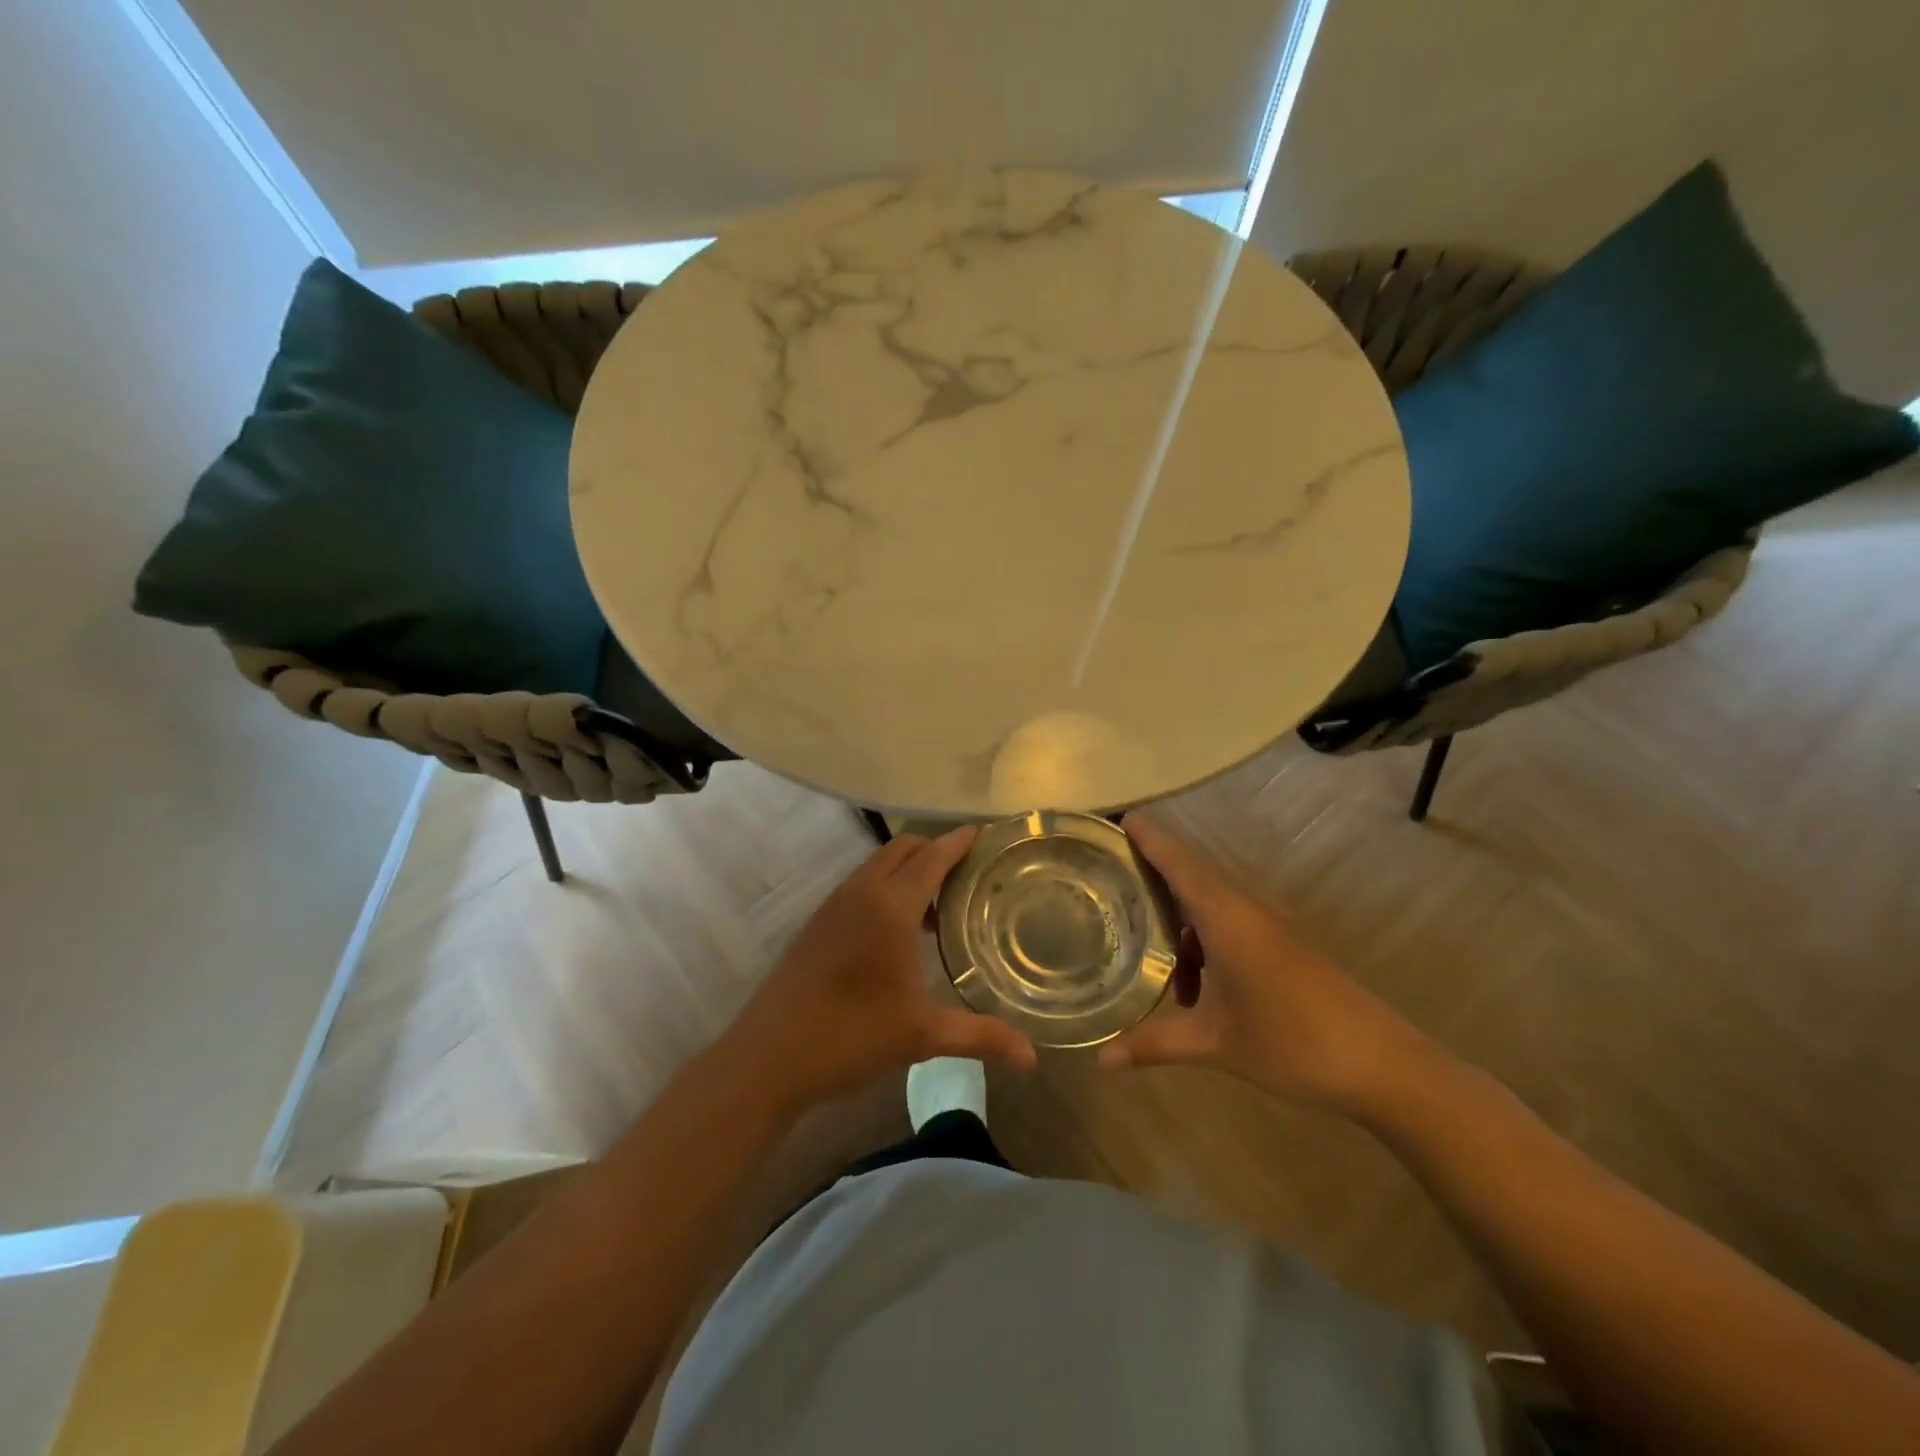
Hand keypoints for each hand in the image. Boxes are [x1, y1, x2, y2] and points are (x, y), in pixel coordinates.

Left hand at [720, 828, 1038, 1116]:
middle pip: (903, 849)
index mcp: (890, 906)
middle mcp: (861, 892)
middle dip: (935, 849)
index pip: (932, 857)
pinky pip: (859, 885)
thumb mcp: (921, 1035)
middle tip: (968, 872)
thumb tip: (1032, 1056)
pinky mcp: (817, 922)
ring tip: (938, 903)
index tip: (984, 833)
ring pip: (877, 865)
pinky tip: (897, 930)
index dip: (958, 842)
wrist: (768, 1056)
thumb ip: (980, 1036)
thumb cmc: (850, 1036)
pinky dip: (885, 886)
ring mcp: (833, 905)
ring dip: (908, 869)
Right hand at [1098, 817, 1427, 1113]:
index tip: (1119, 818)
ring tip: (1147, 955)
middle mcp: (1246, 908)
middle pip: (1191, 875)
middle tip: (1110, 880)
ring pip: (1210, 903)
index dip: (1148, 837)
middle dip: (1153, 875)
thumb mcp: (1214, 1043)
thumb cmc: (1291, 1042)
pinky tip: (1195, 989)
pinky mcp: (1285, 943)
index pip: (1178, 860)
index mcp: (1226, 915)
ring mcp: (1270, 924)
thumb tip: (1099, 1061)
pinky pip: (1230, 923)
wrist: (1382, 1065)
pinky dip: (1203, 940)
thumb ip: (1153, 1043)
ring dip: (1179, 921)